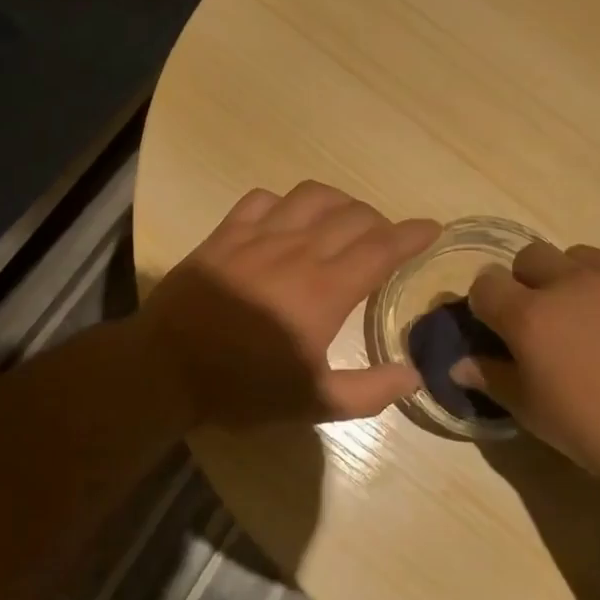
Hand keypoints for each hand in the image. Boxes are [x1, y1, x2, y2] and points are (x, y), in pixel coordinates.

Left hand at [136, 182, 440, 427]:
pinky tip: (286, 221)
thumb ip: (370, 392)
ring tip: (343, 222)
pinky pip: (263, 198)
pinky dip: (285, 202)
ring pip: (313, 196)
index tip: (431, 228)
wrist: (167, 368)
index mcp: (326, 290)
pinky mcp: (226, 232)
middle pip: (354, 215)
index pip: (383, 247)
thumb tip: (414, 374)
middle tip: (384, 242)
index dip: (413, 234)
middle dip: (380, 222)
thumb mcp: (313, 403)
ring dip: (339, 203)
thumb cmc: (243, 387)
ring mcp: (259, 235)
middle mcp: (299, 250)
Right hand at [458, 242, 599, 499]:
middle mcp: (572, 283)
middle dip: (526, 282)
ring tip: (594, 322)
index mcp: (532, 315)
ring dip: (574, 280)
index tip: (498, 330)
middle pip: (530, 256)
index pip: (485, 284)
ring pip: (581, 257)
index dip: (486, 305)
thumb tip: (461, 362)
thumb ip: (495, 379)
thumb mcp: (537, 416)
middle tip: (545, 323)